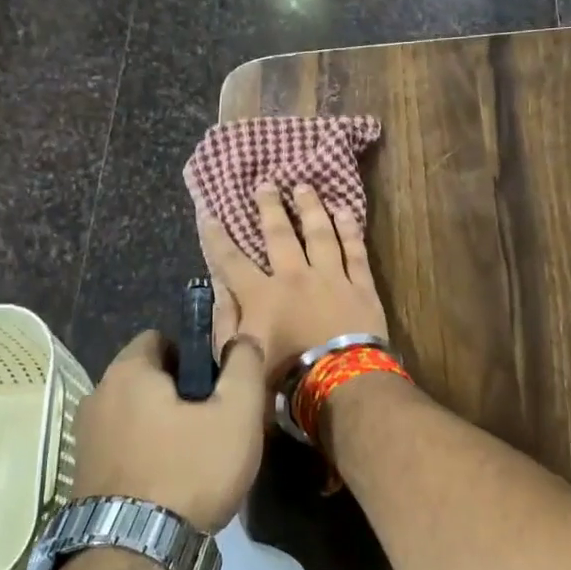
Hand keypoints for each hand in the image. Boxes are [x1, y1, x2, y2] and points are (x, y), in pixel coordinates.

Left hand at [72, 331, 267, 532]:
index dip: (194, 355)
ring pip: (134, 416)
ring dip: (161, 426)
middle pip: (147, 379)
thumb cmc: (190, 470)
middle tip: (213, 423)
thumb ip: (244, 365)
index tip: (217, 386)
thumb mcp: (237, 413)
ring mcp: (84, 438)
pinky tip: (169, 484)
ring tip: (194, 458)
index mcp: (128, 372)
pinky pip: (122, 448)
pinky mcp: (82, 475)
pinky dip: (144, 455)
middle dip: (179, 393)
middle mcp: (97, 396)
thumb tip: (242, 339)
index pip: (161, 338)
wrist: (133, 554)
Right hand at [198, 181, 389, 378]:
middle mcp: (295, 277)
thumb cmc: (285, 379)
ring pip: (320, 234)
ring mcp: (331, 278)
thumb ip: (226, 322)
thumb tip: (219, 288)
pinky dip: (349, 230)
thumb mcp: (241, 358)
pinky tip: (344, 212)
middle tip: (265, 184)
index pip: (231, 261)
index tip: (209, 214)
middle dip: (269, 207)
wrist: (341, 385)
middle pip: (279, 235)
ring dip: (310, 208)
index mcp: (261, 296)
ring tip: (304, 187)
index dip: (217, 238)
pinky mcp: (361, 286)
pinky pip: (355, 251)